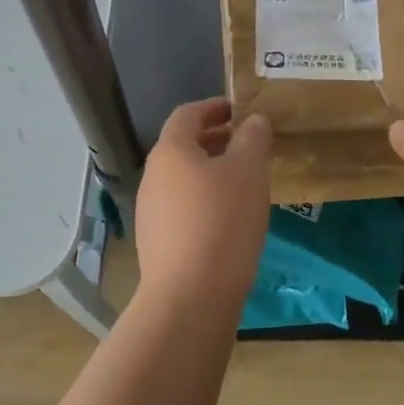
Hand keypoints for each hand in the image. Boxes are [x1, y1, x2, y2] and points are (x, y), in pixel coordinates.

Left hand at [133, 98, 272, 305]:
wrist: (190, 296)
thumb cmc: (222, 221)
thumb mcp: (249, 171)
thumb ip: (252, 138)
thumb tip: (253, 120)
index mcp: (170, 150)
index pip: (188, 114)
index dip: (214, 107)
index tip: (240, 110)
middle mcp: (153, 175)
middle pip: (183, 146)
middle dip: (216, 140)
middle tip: (249, 145)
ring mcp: (150, 211)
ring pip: (183, 178)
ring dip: (211, 172)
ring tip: (245, 182)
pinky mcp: (156, 242)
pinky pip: (182, 207)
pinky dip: (204, 200)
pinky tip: (229, 219)